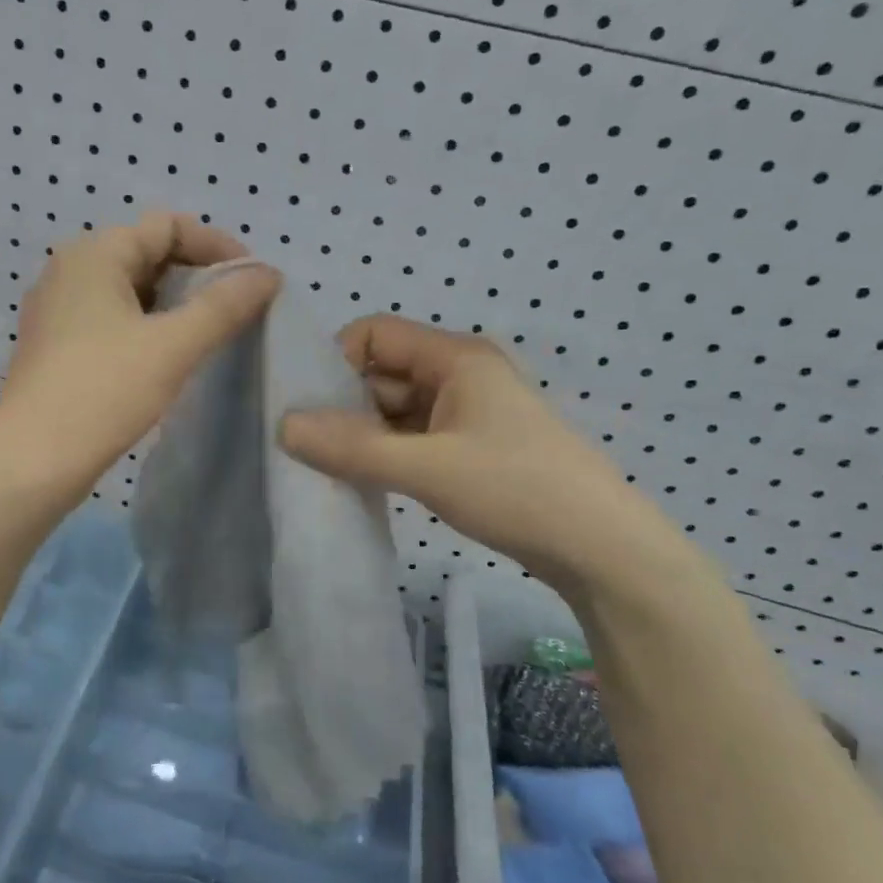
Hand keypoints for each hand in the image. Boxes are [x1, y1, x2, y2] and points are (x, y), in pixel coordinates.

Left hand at [0, 213, 279, 506]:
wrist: (33, 461)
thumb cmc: (103, 392)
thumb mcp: (173, 346)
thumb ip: (224, 305)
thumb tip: (268, 274)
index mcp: (94, 254)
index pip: (167, 225)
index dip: (215, 246)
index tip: (251, 281)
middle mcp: (69, 269)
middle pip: (147, 252)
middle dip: (196, 275)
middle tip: (235, 309)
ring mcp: (57, 309)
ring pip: (129, 289)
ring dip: (172, 303)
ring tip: (209, 334)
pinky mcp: (55, 344)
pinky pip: (110, 317)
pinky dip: (145, 326)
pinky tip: (167, 357)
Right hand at [278, 316, 653, 586]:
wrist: (601, 550)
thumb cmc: (517, 489)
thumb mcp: (427, 468)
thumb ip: (352, 447)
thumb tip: (281, 426)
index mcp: (455, 358)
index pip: (375, 333)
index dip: (337, 361)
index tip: (307, 407)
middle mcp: (457, 375)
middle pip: (380, 373)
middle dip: (343, 406)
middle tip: (306, 448)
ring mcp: (464, 413)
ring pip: (392, 410)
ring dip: (362, 436)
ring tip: (327, 470)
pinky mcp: (466, 448)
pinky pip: (409, 439)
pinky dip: (384, 455)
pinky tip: (362, 482)